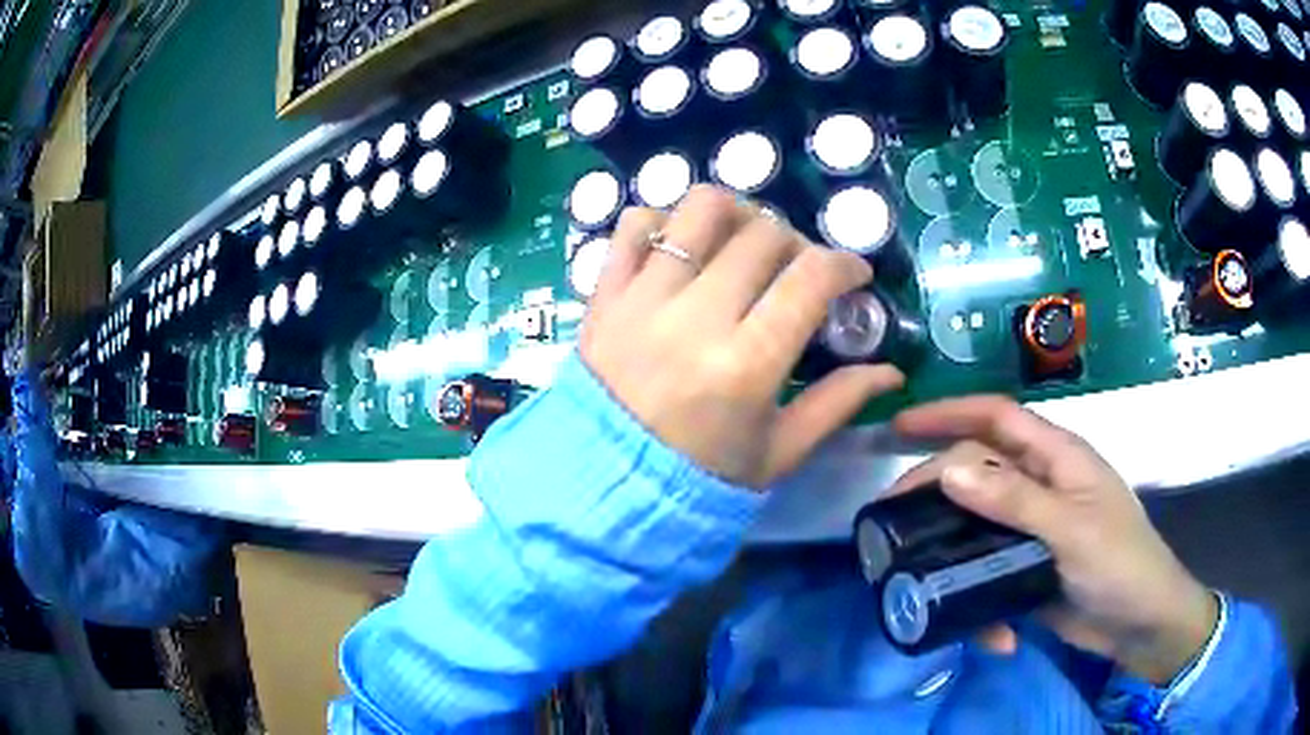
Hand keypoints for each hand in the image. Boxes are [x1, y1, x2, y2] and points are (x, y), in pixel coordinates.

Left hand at [579, 186, 903, 488]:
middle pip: (764, 234)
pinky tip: (683, 249)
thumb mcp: (779, 454)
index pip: (810, 279)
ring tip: (744, 244)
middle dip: (799, 244)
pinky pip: (634, 224)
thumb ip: (837, 404)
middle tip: (799, 271)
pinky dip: (665, 222)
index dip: (845, 265)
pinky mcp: (605, 293)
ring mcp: (643, 297)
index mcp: (746, 365)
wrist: (606, 486)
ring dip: (738, 215)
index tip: (854, 275)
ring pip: (701, 209)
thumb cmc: (700, 478)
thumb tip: (892, 372)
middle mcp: (695, 317)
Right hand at [892, 396, 1217, 683]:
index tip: (899, 427)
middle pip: (978, 472)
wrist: (1140, 625)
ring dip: (953, 559)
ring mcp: (1032, 531)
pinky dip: (984, 605)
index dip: (949, 413)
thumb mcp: (1071, 531)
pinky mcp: (1026, 571)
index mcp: (1057, 459)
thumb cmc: (1120, 564)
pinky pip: (989, 576)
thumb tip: (949, 469)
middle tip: (890, 521)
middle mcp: (1041, 486)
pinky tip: (994, 635)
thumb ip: (1015, 501)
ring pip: (976, 529)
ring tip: (923, 584)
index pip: (997, 418)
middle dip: (935, 492)